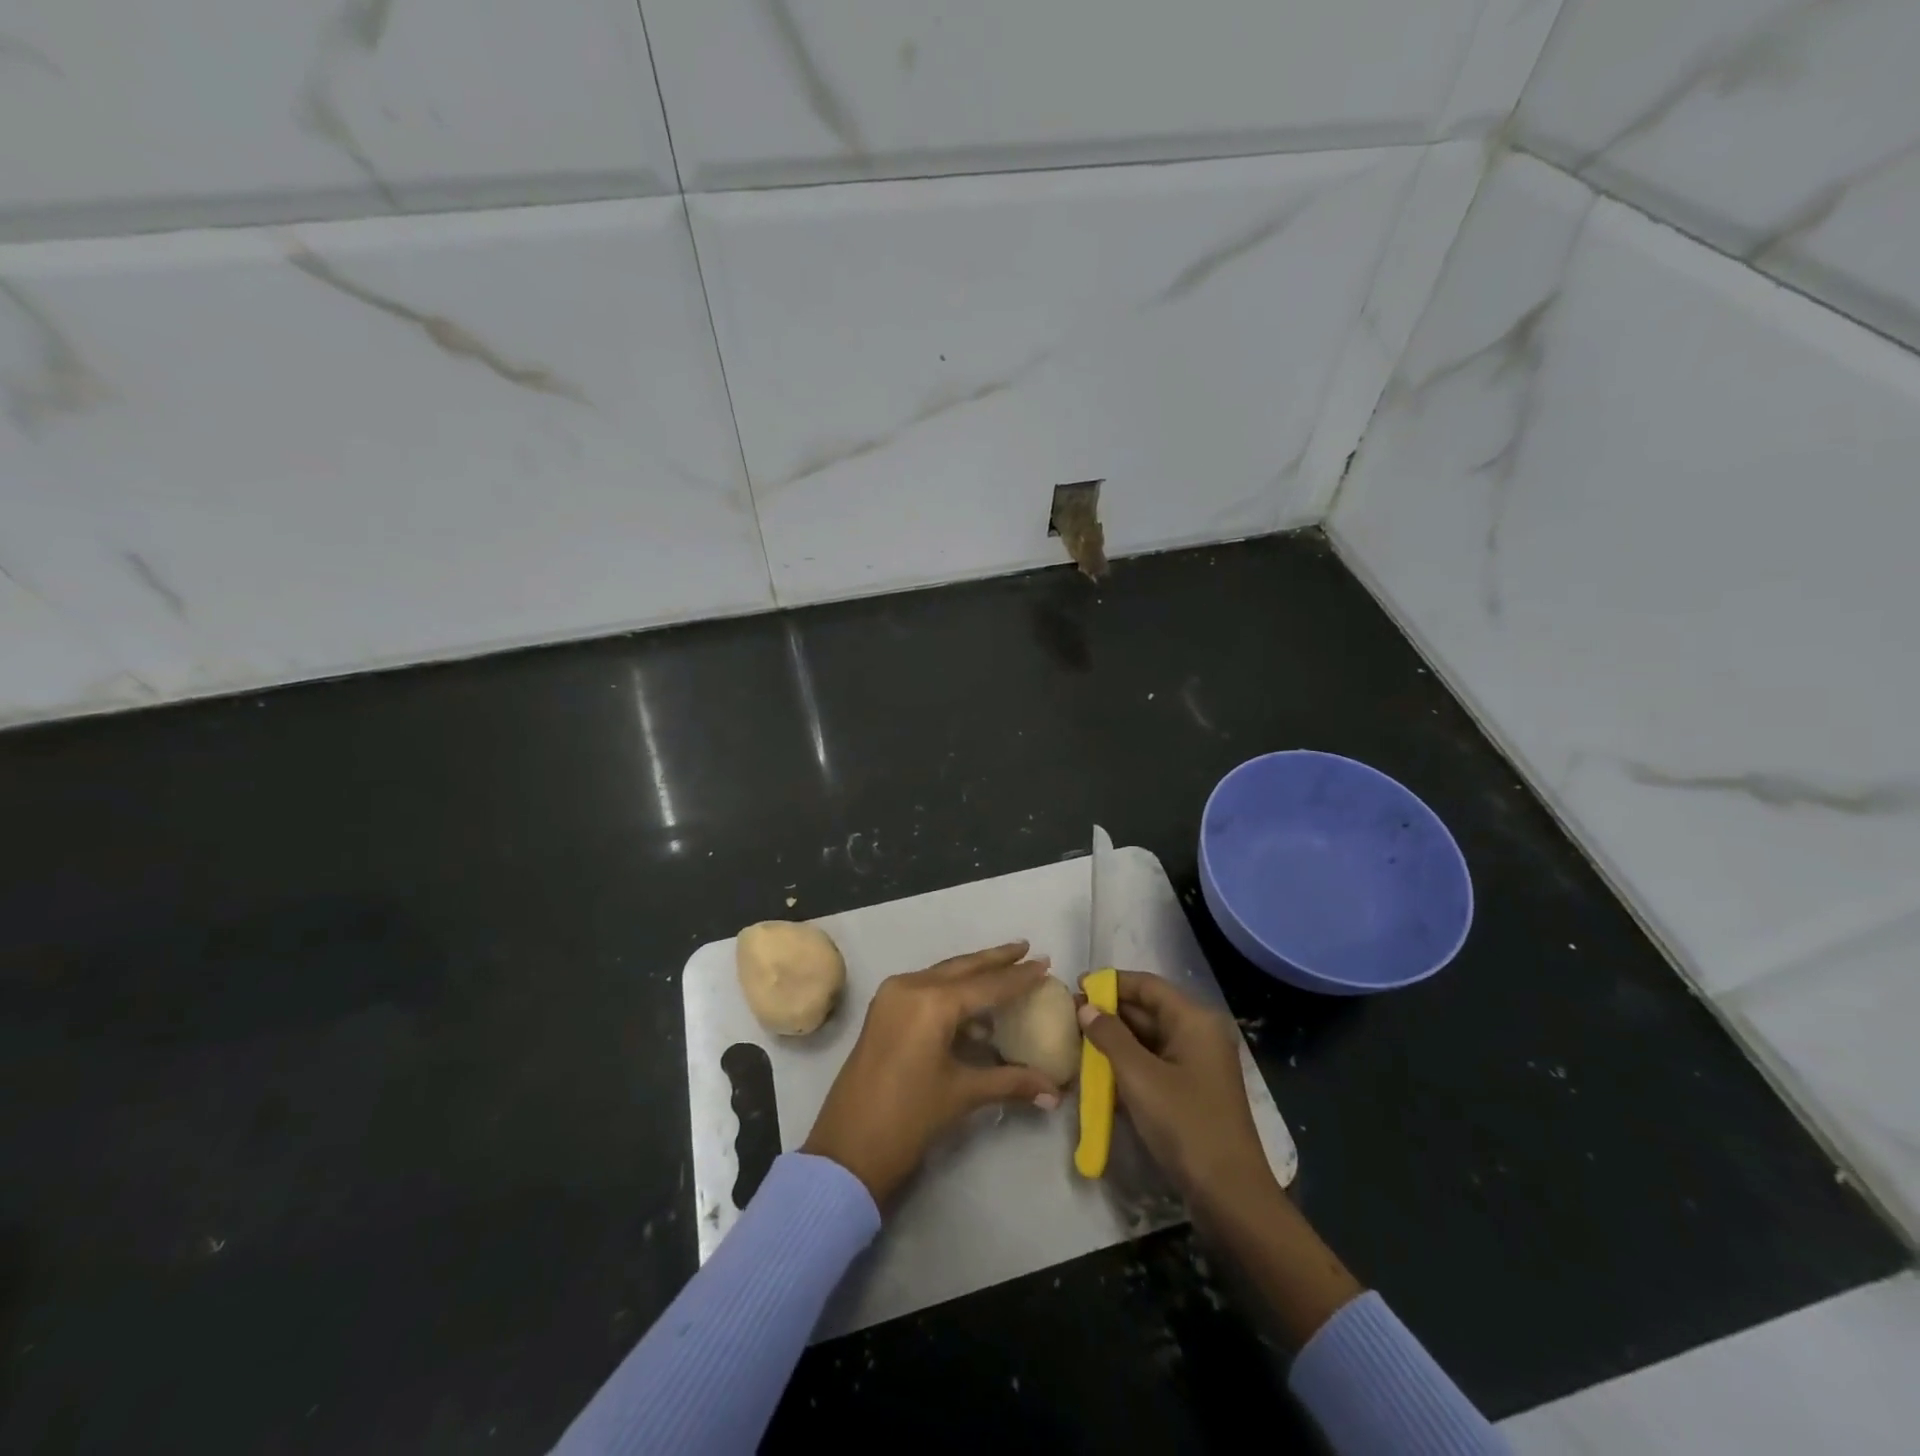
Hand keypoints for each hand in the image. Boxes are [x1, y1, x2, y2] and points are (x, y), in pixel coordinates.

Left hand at [803, 942, 1063, 1205]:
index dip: (1019, 977)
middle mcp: (911, 986)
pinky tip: (975, 1006)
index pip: (986, 984)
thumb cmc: (909, 1118)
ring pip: (942, 974)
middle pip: (963, 967)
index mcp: (932, 1002)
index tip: (1046, 963)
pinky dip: (952, 991)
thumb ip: (1011, 1082)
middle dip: (996, 959)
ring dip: (974, 974)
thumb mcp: (963, 1094)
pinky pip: (926, 989)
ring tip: (1007, 971)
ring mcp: (892, 996)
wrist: (847, 1150)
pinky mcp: (883, 1010)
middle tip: (1027, 948)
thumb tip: (1056, 1091)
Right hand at [1080, 971, 1362, 1345]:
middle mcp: (1199, 1034)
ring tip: (1079, 1041)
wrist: (1230, 1195)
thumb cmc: (1185, 1124)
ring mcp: (1198, 1064)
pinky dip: (1129, 1063)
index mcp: (1194, 1020)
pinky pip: (1155, 1063)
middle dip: (1110, 1012)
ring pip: (1150, 1038)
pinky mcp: (1193, 1090)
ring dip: (1116, 1039)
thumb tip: (1086, 1007)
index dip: (1111, 983)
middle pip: (1149, 1010)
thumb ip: (1110, 1036)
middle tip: (1071, 1016)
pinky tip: (1100, 1072)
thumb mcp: (1139, 1077)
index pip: (1147, 985)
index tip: (1076, 986)